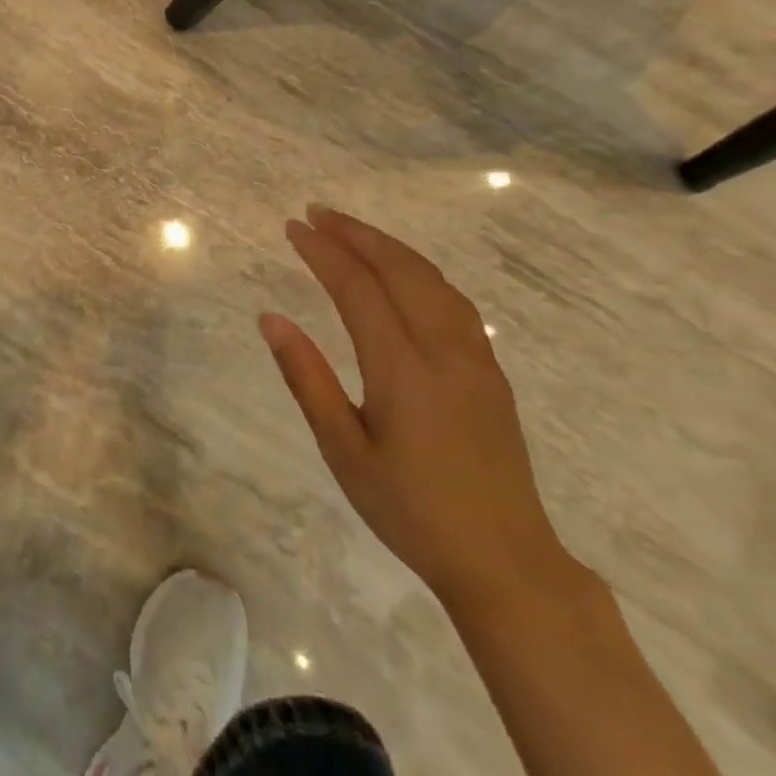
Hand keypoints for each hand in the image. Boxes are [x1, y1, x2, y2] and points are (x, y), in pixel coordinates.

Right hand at [259, 206, 577, 614]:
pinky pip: (454, 301)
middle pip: (402, 270)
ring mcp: (476, 360)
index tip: (293, 227)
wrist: (505, 561)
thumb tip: (271, 319)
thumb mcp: (342, 449)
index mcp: (403, 370)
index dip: (324, 252)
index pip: (358, 289)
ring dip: (391, 247)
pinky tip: (404, 275)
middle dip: (357, 234)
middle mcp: (444, 351)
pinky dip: (421, 271)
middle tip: (316, 213)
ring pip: (434, 280)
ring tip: (353, 232)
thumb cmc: (409, 510)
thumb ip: (307, 378)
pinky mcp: (491, 373)